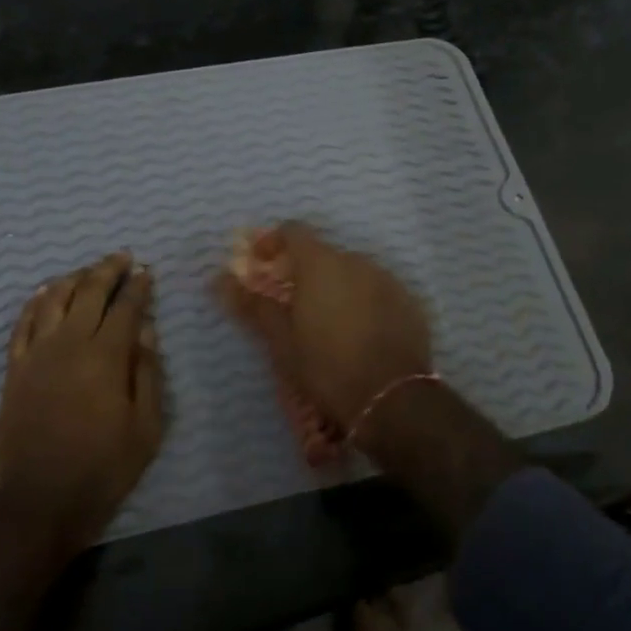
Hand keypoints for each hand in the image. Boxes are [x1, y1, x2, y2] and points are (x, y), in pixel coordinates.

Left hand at [0, 252, 163, 556]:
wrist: (40, 502)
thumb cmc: (103, 467)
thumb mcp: (146, 427)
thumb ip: (147, 373)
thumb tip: (146, 330)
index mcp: (106, 356)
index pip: (126, 307)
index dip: (138, 286)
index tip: (146, 270)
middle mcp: (70, 343)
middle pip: (89, 292)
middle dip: (108, 270)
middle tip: (122, 257)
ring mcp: (37, 354)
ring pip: (53, 299)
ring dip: (74, 278)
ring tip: (88, 271)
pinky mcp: (14, 369)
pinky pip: (22, 323)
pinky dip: (34, 302)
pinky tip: (44, 292)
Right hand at [216, 223, 433, 434]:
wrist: (393, 399)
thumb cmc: (327, 367)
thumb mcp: (282, 341)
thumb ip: (254, 305)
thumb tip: (220, 280)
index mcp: (321, 264)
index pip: (293, 231)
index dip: (273, 242)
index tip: (260, 263)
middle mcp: (356, 261)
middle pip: (323, 254)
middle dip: (304, 271)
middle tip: (291, 304)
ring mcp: (388, 279)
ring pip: (352, 272)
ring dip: (335, 286)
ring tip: (326, 322)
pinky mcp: (409, 302)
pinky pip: (377, 291)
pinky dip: (363, 301)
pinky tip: (358, 333)